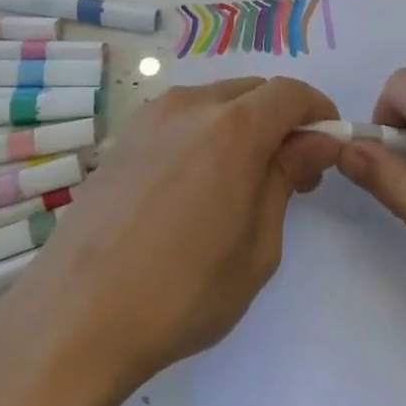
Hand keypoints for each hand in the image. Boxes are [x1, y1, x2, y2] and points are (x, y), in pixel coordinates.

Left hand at [19, 78, 339, 387]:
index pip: (290, 93)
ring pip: (213, 102)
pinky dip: (204, 135)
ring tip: (241, 183)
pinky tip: (194, 186)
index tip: (328, 147)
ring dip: (241, 126)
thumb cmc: (182, 291)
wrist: (77, 314)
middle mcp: (189, 106)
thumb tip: (314, 141)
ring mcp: (148, 119)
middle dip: (281, 120)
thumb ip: (285, 178)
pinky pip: (179, 120)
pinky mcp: (122, 139)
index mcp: (232, 127)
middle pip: (252, 91)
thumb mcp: (257, 246)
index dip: (318, 112)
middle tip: (291, 174)